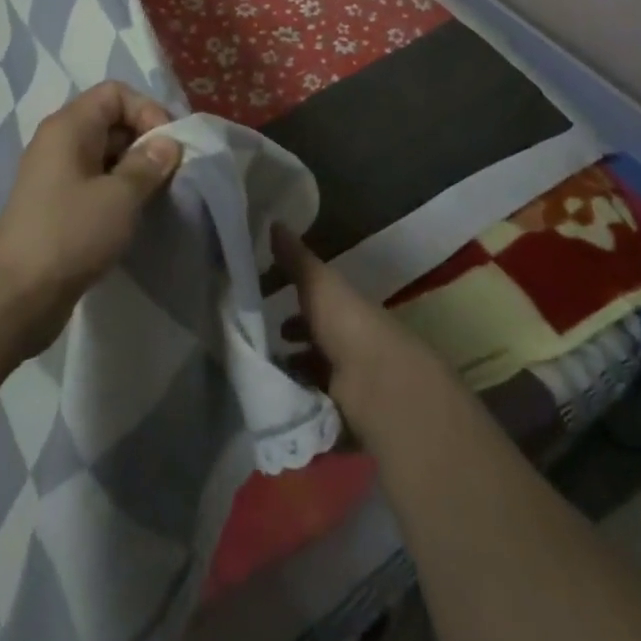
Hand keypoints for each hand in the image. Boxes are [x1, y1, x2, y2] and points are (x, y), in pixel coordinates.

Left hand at [0, 82, 182, 359]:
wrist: (15, 296)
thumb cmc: (70, 234)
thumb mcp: (119, 197)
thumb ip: (148, 164)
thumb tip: (168, 142)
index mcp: (69, 126)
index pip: (115, 93)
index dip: (147, 110)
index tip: (168, 147)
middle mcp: (59, 141)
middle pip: (111, 120)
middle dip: (144, 141)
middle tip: (170, 174)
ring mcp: (55, 174)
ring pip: (105, 154)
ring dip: (134, 170)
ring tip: (156, 197)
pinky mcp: (56, 205)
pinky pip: (94, 182)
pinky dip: (117, 191)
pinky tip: (134, 216)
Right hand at [273, 224, 443, 432]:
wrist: (380, 386)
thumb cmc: (347, 324)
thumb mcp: (317, 283)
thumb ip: (295, 258)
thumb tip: (273, 221)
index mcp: (348, 310)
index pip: (319, 300)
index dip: (294, 298)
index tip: (264, 299)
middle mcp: (353, 344)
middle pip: (318, 339)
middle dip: (292, 339)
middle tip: (260, 341)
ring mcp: (354, 384)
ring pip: (317, 374)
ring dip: (293, 373)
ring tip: (265, 373)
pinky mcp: (350, 419)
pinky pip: (318, 409)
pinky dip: (300, 406)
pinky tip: (278, 403)